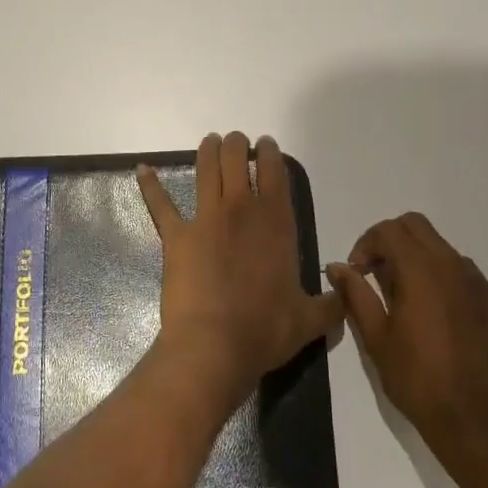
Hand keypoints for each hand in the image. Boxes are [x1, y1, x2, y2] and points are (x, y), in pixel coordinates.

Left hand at [137, 132, 342, 409]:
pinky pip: (160, 204)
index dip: (271, 153)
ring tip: (210, 141)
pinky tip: (142, 169)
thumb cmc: (264, 330)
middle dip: (238, 145)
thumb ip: (332, 304)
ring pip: (205, 170)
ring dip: (208, 151)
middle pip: (237, 159)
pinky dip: (150, 185)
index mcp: (276, 222)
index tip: (267, 145)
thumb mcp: (309, 321)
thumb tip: (345, 294)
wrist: (214, 345)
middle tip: (237, 142)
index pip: (275, 172)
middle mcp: (241, 210)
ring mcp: (205, 218)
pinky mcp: (176, 235)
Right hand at [326, 213, 487, 468]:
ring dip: (415, 255)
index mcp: (420, 269)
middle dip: (390, 240)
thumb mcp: (375, 337)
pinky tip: (431, 310)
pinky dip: (439, 274)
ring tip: (402, 293)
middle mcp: (451, 265)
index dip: (365, 244)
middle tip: (375, 273)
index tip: (357, 272)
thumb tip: (338, 267)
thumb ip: (356, 294)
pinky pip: (460, 270)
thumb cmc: (416, 378)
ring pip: (439, 245)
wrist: (473, 419)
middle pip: (416, 225)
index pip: (388, 230)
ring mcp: (475, 282)